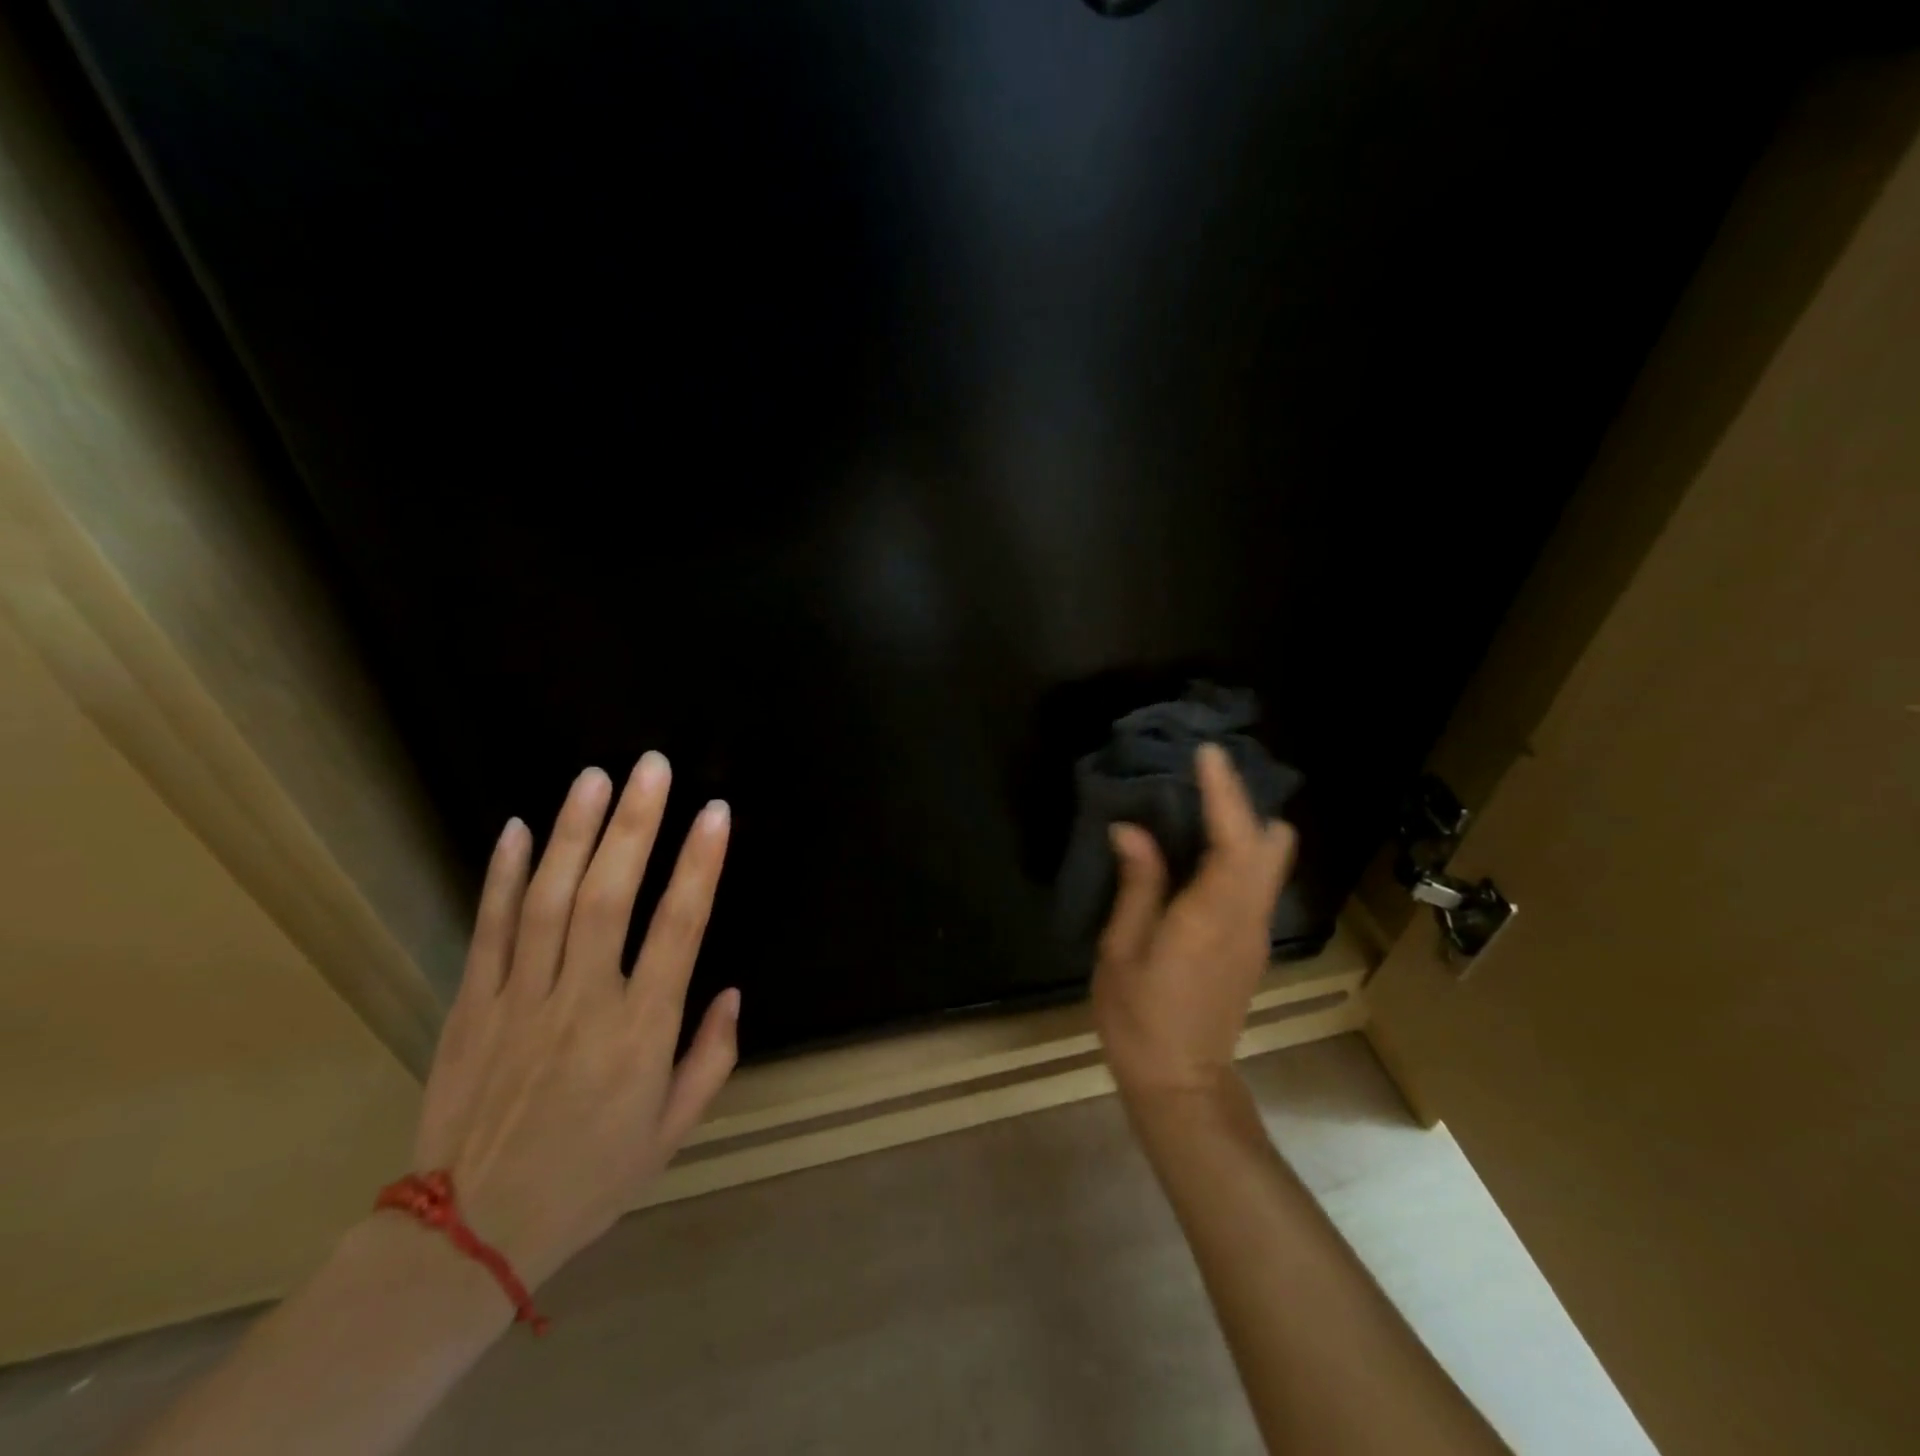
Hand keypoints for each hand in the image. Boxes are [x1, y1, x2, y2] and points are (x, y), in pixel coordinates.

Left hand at [409, 755, 737, 1288]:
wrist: (468, 1236)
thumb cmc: (590, 1178)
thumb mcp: (672, 1132)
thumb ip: (711, 1058)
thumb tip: (733, 992)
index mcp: (640, 1032)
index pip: (678, 930)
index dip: (700, 866)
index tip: (715, 812)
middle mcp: (581, 1002)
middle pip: (607, 897)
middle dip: (634, 825)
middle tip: (651, 766)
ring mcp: (519, 999)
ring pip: (545, 900)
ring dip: (573, 833)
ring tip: (594, 777)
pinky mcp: (471, 1006)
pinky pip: (487, 930)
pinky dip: (499, 876)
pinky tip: (514, 828)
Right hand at [1092, 742, 1297, 1100]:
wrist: (1181, 1083)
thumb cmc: (1140, 1018)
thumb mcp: (1120, 950)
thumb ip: (1136, 885)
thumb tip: (1132, 830)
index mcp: (1211, 916)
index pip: (1234, 840)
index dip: (1224, 793)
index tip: (1207, 754)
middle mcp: (1247, 918)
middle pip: (1270, 845)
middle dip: (1245, 803)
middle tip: (1203, 776)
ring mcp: (1256, 932)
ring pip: (1269, 862)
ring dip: (1245, 825)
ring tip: (1200, 801)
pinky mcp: (1251, 944)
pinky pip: (1256, 881)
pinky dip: (1240, 851)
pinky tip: (1201, 848)